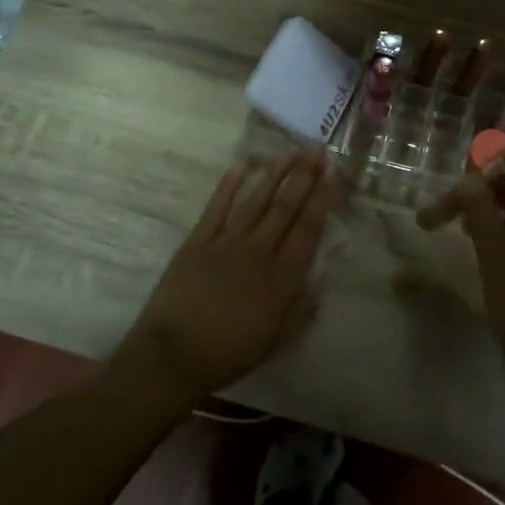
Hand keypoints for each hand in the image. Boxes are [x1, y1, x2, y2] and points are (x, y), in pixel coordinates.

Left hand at [112, 148, 339, 399]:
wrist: (172, 355)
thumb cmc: (227, 354)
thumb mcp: (273, 342)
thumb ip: (299, 313)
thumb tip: (319, 284)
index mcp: (280, 278)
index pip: (306, 230)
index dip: (321, 201)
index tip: (332, 175)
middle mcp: (257, 251)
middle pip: (285, 208)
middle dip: (303, 177)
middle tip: (317, 149)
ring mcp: (225, 242)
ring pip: (255, 201)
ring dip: (274, 175)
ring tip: (291, 152)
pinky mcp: (197, 242)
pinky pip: (215, 208)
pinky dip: (228, 187)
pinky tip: (241, 166)